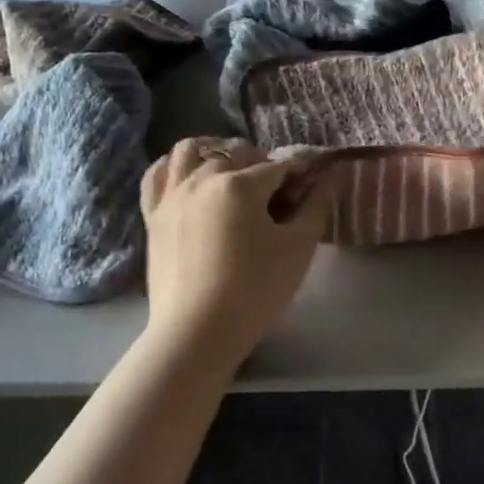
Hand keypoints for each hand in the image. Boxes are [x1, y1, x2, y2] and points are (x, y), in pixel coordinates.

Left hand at [140, 138, 328, 371]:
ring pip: (191, 151)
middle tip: (277, 193)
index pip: (279, 166)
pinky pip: (158, 174)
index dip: (299, 175)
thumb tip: (330, 176)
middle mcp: (202, 178)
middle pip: (238, 154)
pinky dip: (174, 166)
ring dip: (216, 152)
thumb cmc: (255, 290)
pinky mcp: (153, 215)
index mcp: (240, 184)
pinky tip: (188, 176)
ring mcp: (172, 195)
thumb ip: (316, 206)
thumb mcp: (298, 249)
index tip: (309, 190)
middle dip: (262, 164)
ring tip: (232, 172)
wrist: (196, 332)